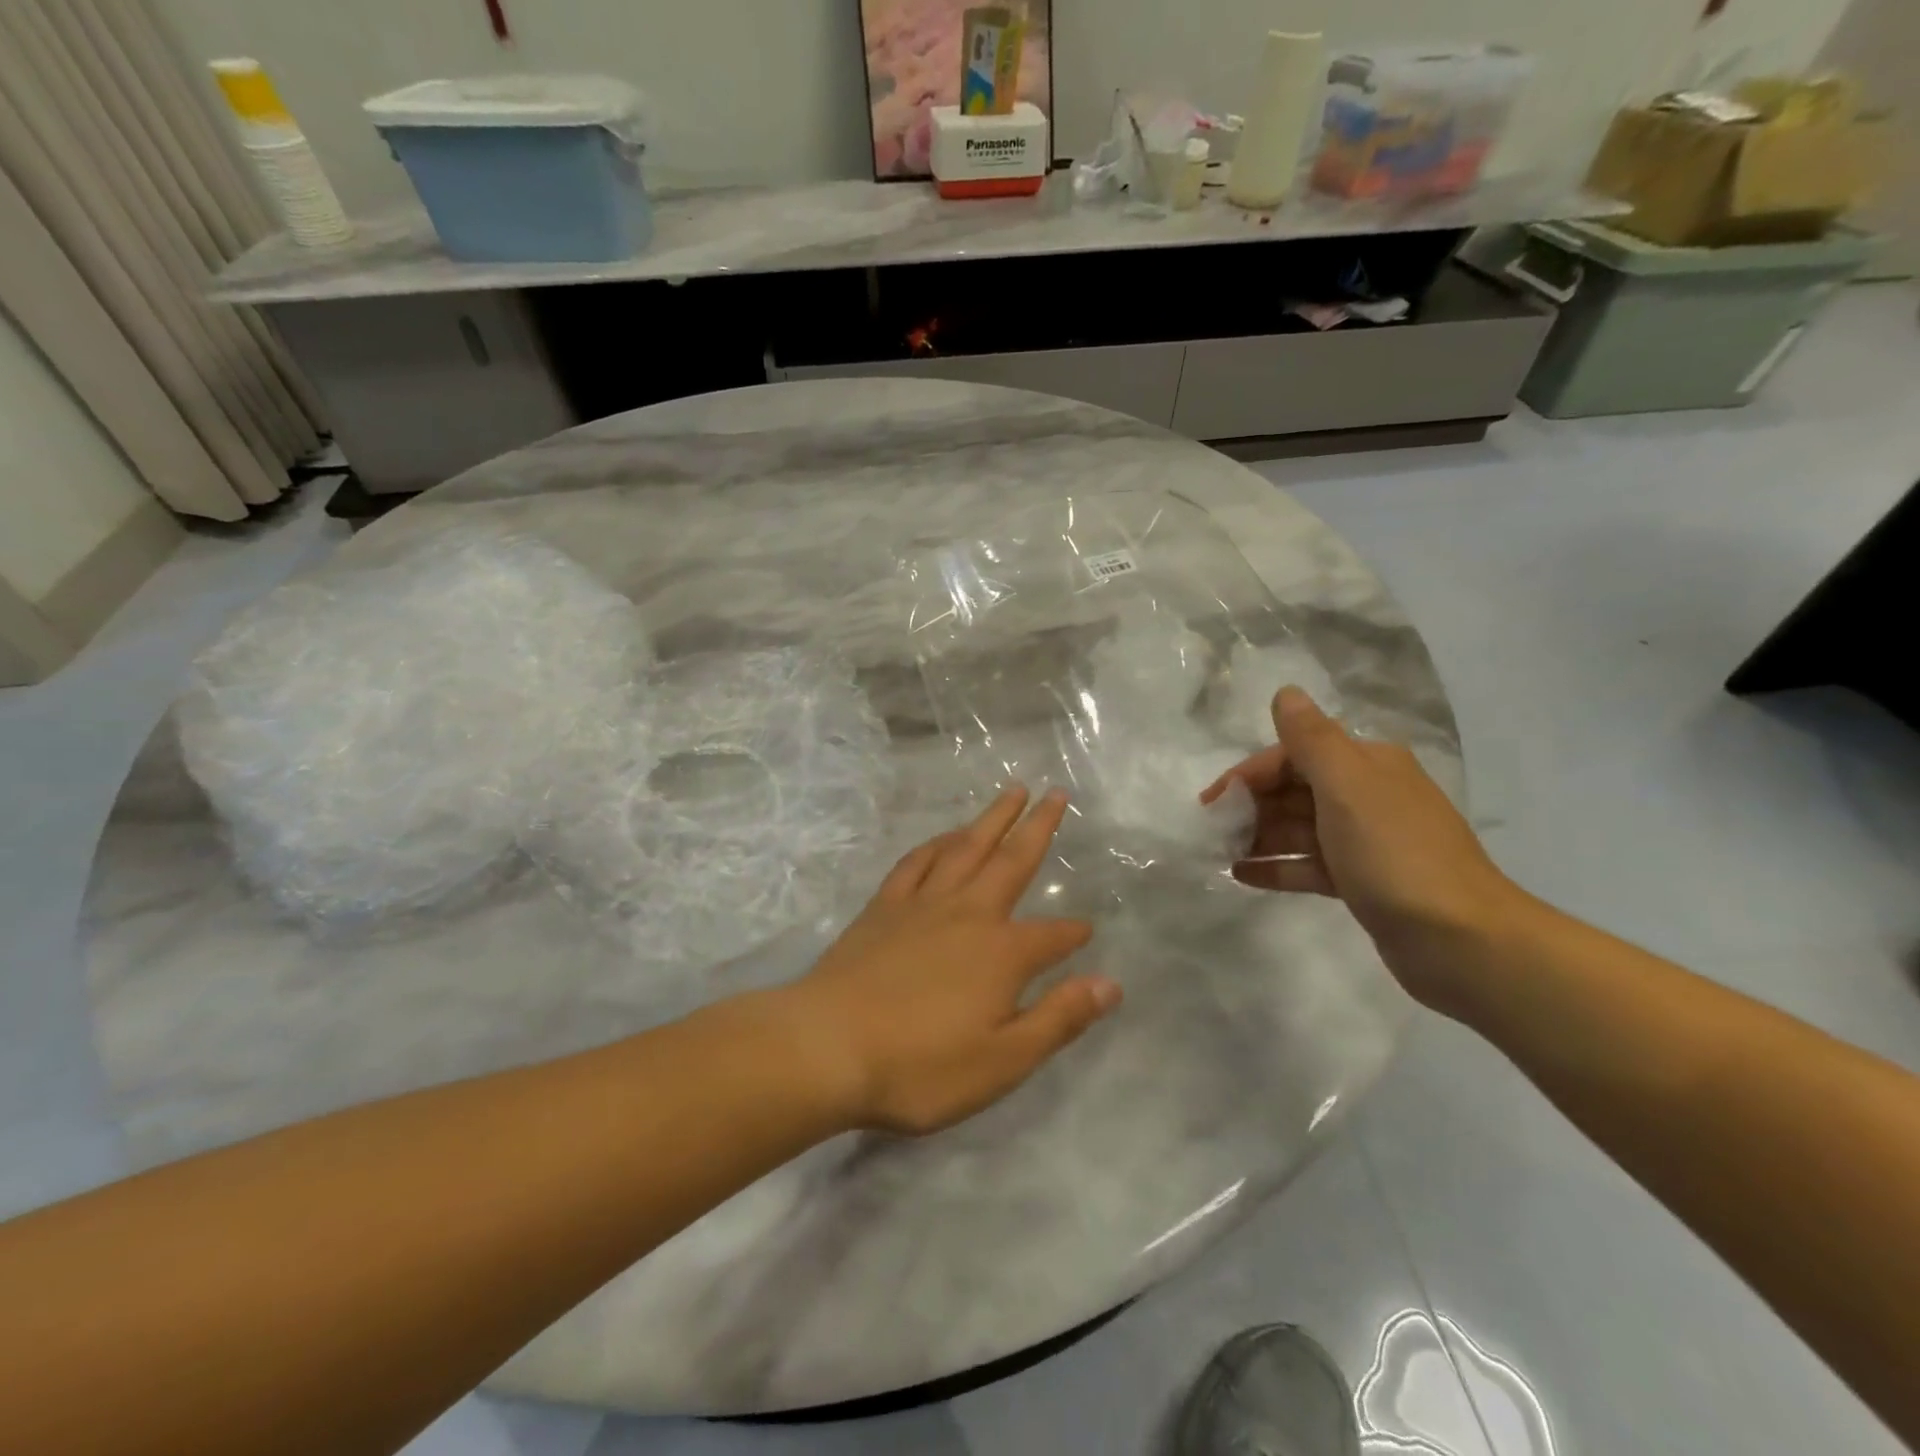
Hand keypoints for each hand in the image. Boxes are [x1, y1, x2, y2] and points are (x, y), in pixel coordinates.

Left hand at [785, 786, 1119, 1135]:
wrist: (827, 1047)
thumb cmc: (920, 1066)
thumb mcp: (1003, 1061)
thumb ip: (1059, 1018)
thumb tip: (1110, 984)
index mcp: (1002, 953)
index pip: (1052, 936)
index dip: (1073, 934)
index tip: (1087, 929)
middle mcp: (968, 914)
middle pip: (1012, 861)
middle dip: (1038, 827)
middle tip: (1056, 793)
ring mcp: (922, 905)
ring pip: (965, 848)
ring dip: (991, 818)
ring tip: (1011, 792)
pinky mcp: (883, 907)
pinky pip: (916, 863)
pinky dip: (935, 843)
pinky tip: (945, 837)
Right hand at [1199, 687, 1521, 1009]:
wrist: (1463, 942)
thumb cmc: (1395, 855)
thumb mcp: (1347, 788)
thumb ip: (1311, 740)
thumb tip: (1286, 692)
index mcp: (1367, 765)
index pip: (1294, 755)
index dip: (1249, 774)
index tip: (1212, 802)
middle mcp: (1367, 795)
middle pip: (1294, 790)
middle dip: (1250, 806)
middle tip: (1211, 832)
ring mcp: (1366, 841)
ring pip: (1298, 829)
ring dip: (1257, 836)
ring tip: (1217, 854)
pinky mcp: (1362, 882)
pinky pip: (1308, 865)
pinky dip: (1276, 867)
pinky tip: (1240, 875)